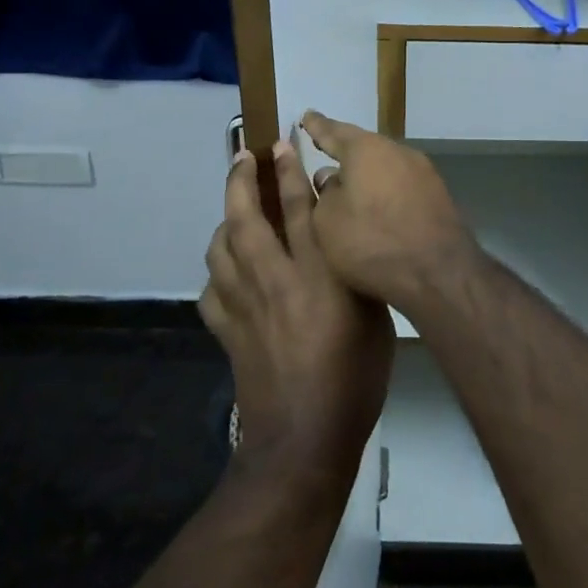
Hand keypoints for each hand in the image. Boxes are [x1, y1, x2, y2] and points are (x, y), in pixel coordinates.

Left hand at [200, 140, 393, 489]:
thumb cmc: (354, 381)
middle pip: (248, 219)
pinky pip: (211, 291)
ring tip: (234, 209)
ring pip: (221, 249)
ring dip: (225, 221)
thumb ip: (359, 278)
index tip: (282, 145)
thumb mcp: (376, 322)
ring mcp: (244, 307)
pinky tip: (225, 271)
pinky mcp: (228, 333)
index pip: (299, 209)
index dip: (289, 172)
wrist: (304, 441)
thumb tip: (346, 245)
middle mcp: (274, 280)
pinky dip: (216, 273)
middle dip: (242, 181)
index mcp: (316, 275)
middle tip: (243, 157)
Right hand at [299, 111, 482, 315]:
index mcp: (365, 149)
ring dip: (366, 174)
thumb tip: (331, 178)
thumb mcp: (327, 221)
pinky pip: (401, 185)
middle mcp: (397, 151)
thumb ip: (324, 193)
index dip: (316, 127)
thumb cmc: (372, 242)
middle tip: (324, 149)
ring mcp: (423, 172)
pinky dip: (385, 190)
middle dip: (343, 150)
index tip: (306, 116)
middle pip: (363, 147)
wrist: (439, 271)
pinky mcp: (438, 195)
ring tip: (348, 183)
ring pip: (384, 166)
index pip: (332, 132)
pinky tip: (377, 205)